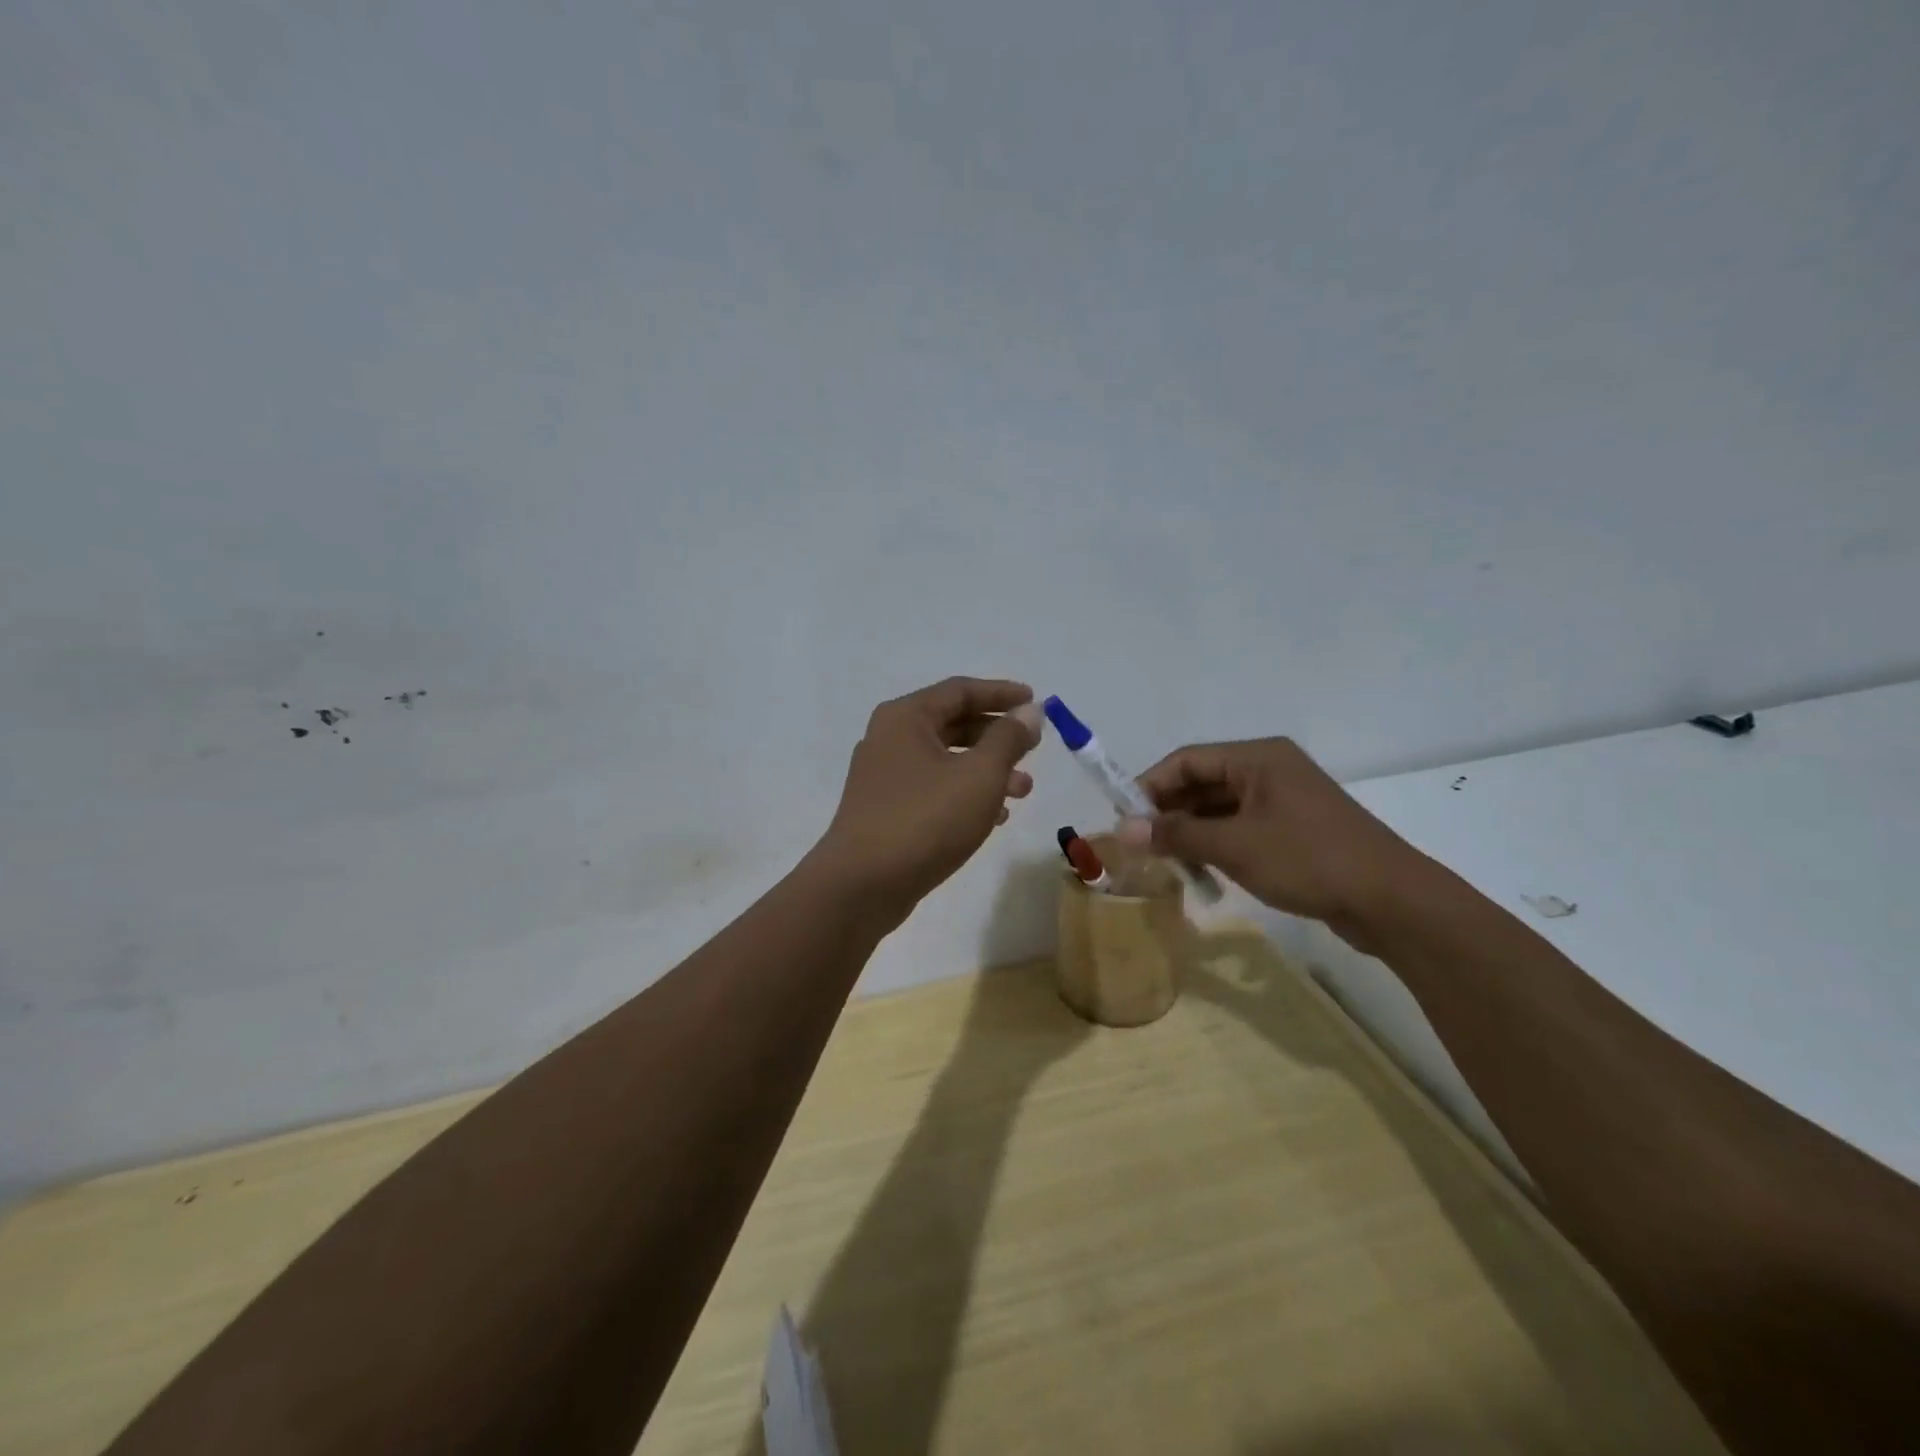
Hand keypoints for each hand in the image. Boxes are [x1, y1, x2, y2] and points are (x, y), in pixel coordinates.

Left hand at [815, 677, 1041, 925]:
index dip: (1001, 693)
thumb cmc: (925, 820)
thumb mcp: (979, 775)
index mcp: (906, 717)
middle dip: (997, 736)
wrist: (861, 886)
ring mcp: (884, 776)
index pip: (960, 690)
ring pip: (945, 760)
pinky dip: (965, 794)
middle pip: (952, 723)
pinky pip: (933, 789)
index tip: (1036, 701)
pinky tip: (994, 817)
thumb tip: (1029, 711)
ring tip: (1022, 791)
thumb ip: (1008, 739)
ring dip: (987, 770)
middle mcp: (890, 738)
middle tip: (1032, 750)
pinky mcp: (885, 810)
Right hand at [1118, 738, 1426, 944]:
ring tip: (1164, 860)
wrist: (1391, 901)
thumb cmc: (1308, 860)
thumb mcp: (1234, 847)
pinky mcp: (1294, 828)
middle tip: (1139, 843)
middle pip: (1203, 781)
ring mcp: (1284, 799)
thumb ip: (1176, 835)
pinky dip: (1216, 843)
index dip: (1150, 786)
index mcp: (1257, 757)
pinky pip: (1240, 826)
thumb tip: (1123, 829)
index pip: (1187, 760)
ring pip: (1220, 807)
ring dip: (1190, 830)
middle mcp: (1269, 769)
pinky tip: (1200, 869)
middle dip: (1169, 811)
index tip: (1124, 818)